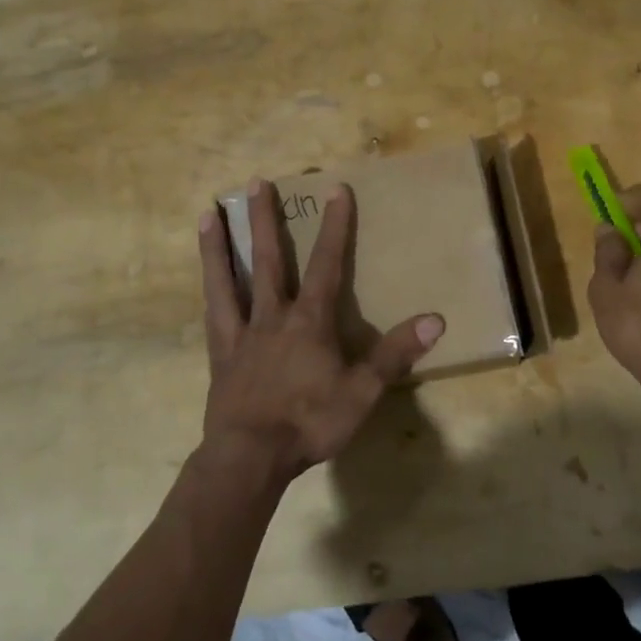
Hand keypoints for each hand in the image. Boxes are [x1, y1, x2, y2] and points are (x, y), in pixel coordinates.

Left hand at [195, 179, 444, 485]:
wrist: (250, 457)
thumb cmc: (310, 422)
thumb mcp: (362, 392)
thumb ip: (394, 354)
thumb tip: (436, 320)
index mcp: (309, 322)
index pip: (327, 265)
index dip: (335, 227)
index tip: (336, 190)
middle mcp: (272, 317)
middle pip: (268, 260)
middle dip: (264, 220)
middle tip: (255, 183)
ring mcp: (240, 335)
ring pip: (228, 281)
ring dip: (220, 246)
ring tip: (208, 214)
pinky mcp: (219, 357)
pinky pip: (213, 316)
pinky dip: (210, 293)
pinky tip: (205, 281)